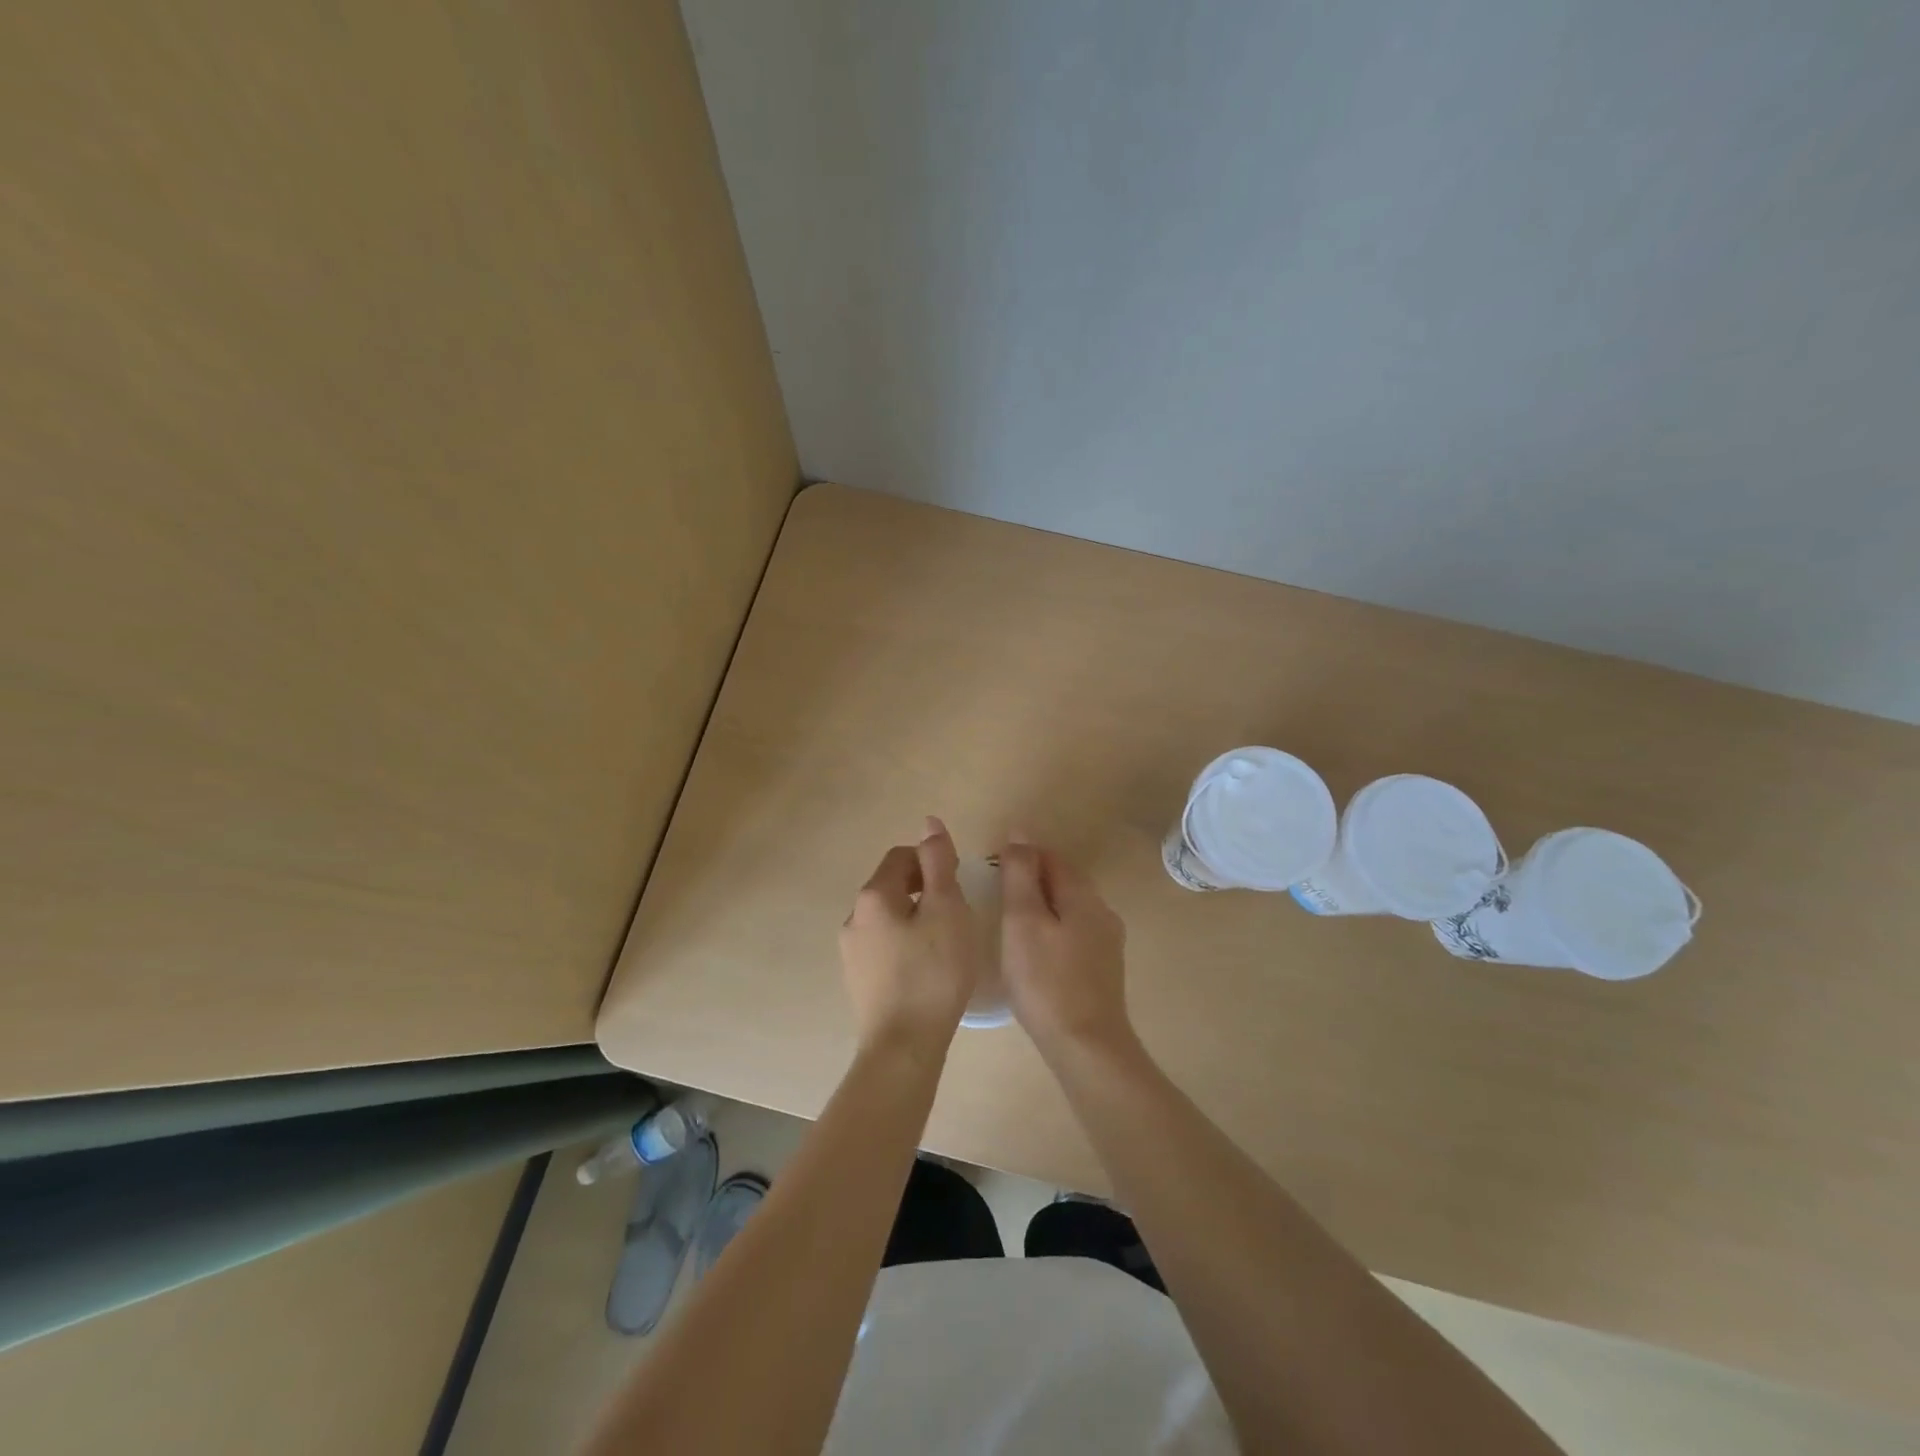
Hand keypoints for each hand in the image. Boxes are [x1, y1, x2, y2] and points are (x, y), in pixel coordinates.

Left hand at [839, 817, 976, 1056]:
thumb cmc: (933, 972)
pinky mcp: (857, 980)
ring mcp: (850, 952)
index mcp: (873, 896)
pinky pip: (883, 946)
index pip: (901, 857)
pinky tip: (926, 970)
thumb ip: (939, 862)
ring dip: (915, 919)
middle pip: (892, 886)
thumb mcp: (947, 909)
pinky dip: (905, 945)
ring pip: (888, 918)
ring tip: (944, 944)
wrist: (904, 1047)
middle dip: (924, 891)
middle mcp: (853, 918)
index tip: (957, 885)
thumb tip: (929, 822)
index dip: (932, 862)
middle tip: (956, 915)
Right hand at [998, 837, 1132, 1059]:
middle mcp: (1102, 912)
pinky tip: (1033, 952)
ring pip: (1069, 908)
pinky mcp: (1103, 969)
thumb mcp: (1023, 921)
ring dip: (1041, 906)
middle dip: (1030, 879)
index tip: (989, 869)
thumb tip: (1019, 833)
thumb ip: (1020, 874)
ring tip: (1008, 923)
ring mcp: (1107, 942)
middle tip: (994, 896)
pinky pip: (1074, 933)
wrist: (1087, 1047)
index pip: (1050, 857)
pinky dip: (1051, 930)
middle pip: (1063, 880)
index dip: (1020, 855)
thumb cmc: (1046, 981)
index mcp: (1083, 896)